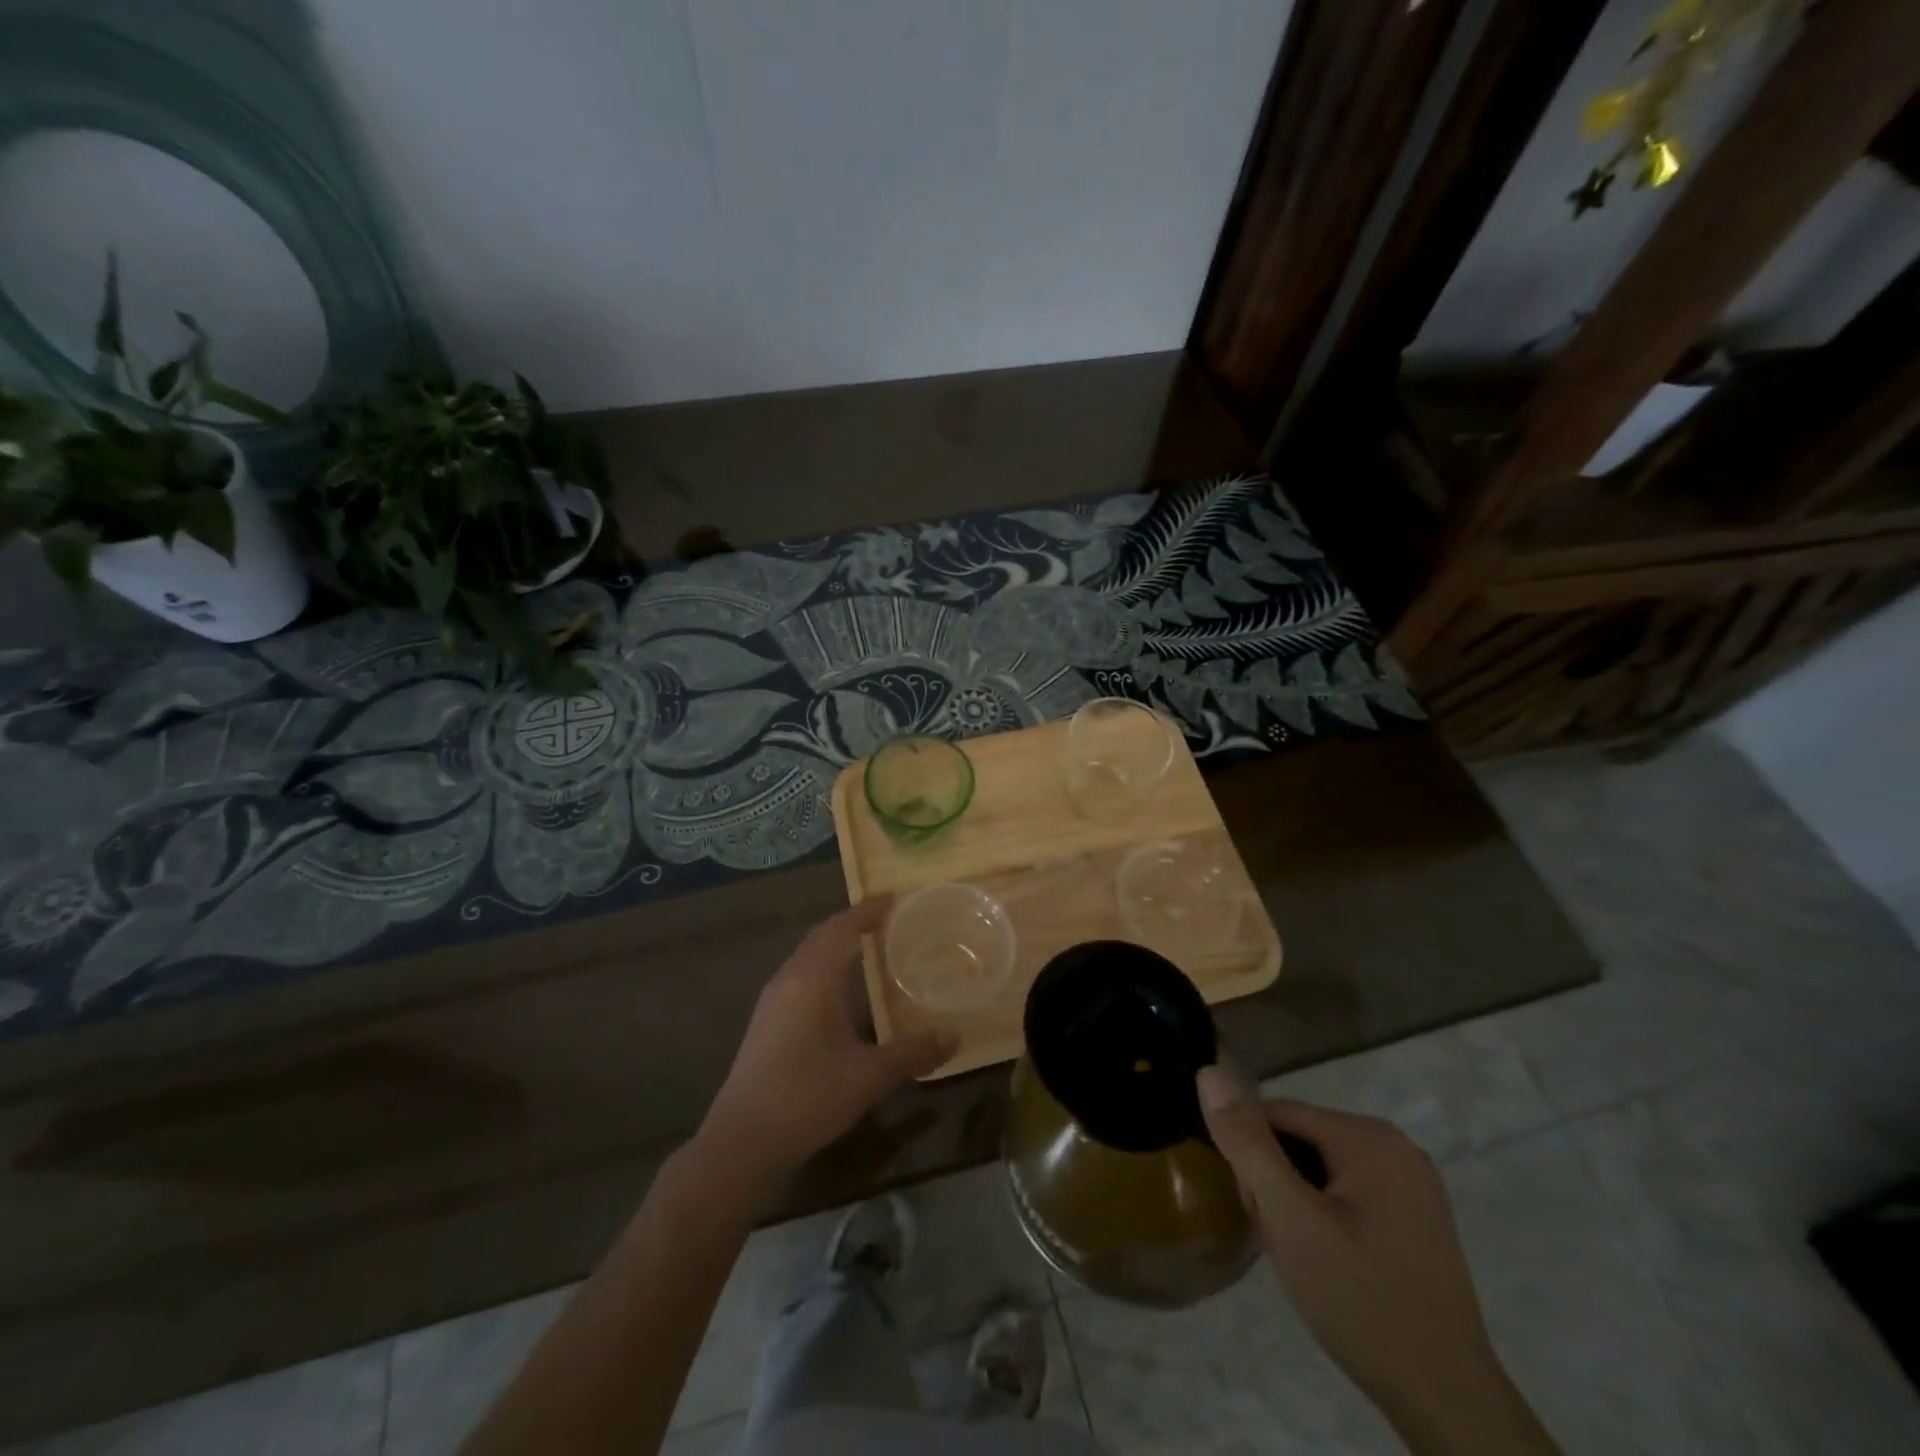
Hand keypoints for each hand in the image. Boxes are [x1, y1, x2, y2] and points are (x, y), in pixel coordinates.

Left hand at [700, 898, 957, 1186]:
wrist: (742, 1141)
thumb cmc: (807, 1096)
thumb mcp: (868, 1076)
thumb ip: (912, 1053)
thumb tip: (954, 1036)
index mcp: (813, 979)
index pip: (842, 928)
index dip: (867, 910)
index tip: (892, 897)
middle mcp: (789, 979)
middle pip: (821, 936)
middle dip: (850, 923)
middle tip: (883, 918)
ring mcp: (772, 1001)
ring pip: (806, 956)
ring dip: (833, 944)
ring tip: (863, 946)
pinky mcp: (765, 1022)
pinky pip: (798, 975)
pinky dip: (821, 966)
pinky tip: (835, 990)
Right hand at [1197, 1068, 1557, 1455]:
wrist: (1447, 1401)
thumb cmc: (1361, 1301)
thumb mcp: (1290, 1219)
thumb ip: (1247, 1143)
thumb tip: (1209, 1073)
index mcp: (1369, 1136)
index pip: (1276, 1114)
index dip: (1250, 1157)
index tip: (1253, 1210)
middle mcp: (1395, 1145)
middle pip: (1298, 1139)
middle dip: (1274, 1182)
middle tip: (1280, 1241)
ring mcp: (1411, 1182)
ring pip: (1319, 1167)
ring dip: (1294, 1201)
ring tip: (1300, 1255)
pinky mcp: (1415, 1216)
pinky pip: (1346, 1192)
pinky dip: (1323, 1216)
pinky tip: (1326, 1259)